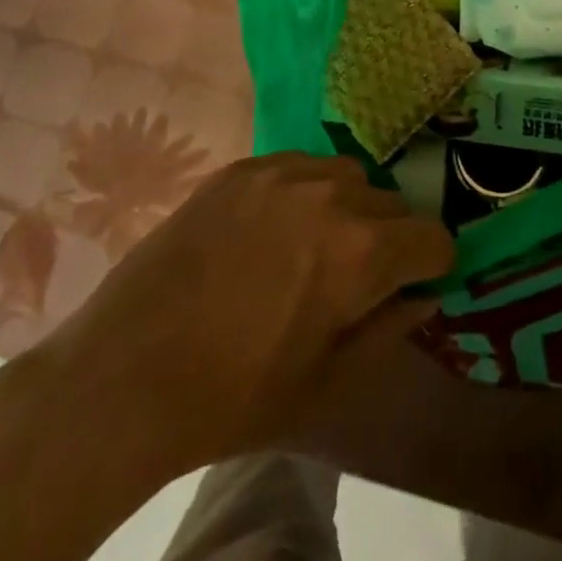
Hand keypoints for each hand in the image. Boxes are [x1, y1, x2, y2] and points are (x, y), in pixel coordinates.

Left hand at [10, 153, 453, 477]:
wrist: (128, 371)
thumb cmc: (235, 394)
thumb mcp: (327, 382)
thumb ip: (389, 330)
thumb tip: (422, 296)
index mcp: (362, 251)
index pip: (433, 236)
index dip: (430, 265)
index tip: (410, 285)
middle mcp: (331, 194)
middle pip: (391, 203)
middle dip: (390, 239)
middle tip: (355, 277)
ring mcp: (282, 172)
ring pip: (346, 177)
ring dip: (347, 208)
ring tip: (311, 246)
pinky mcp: (242, 167)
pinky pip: (297, 166)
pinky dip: (302, 192)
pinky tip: (269, 230)